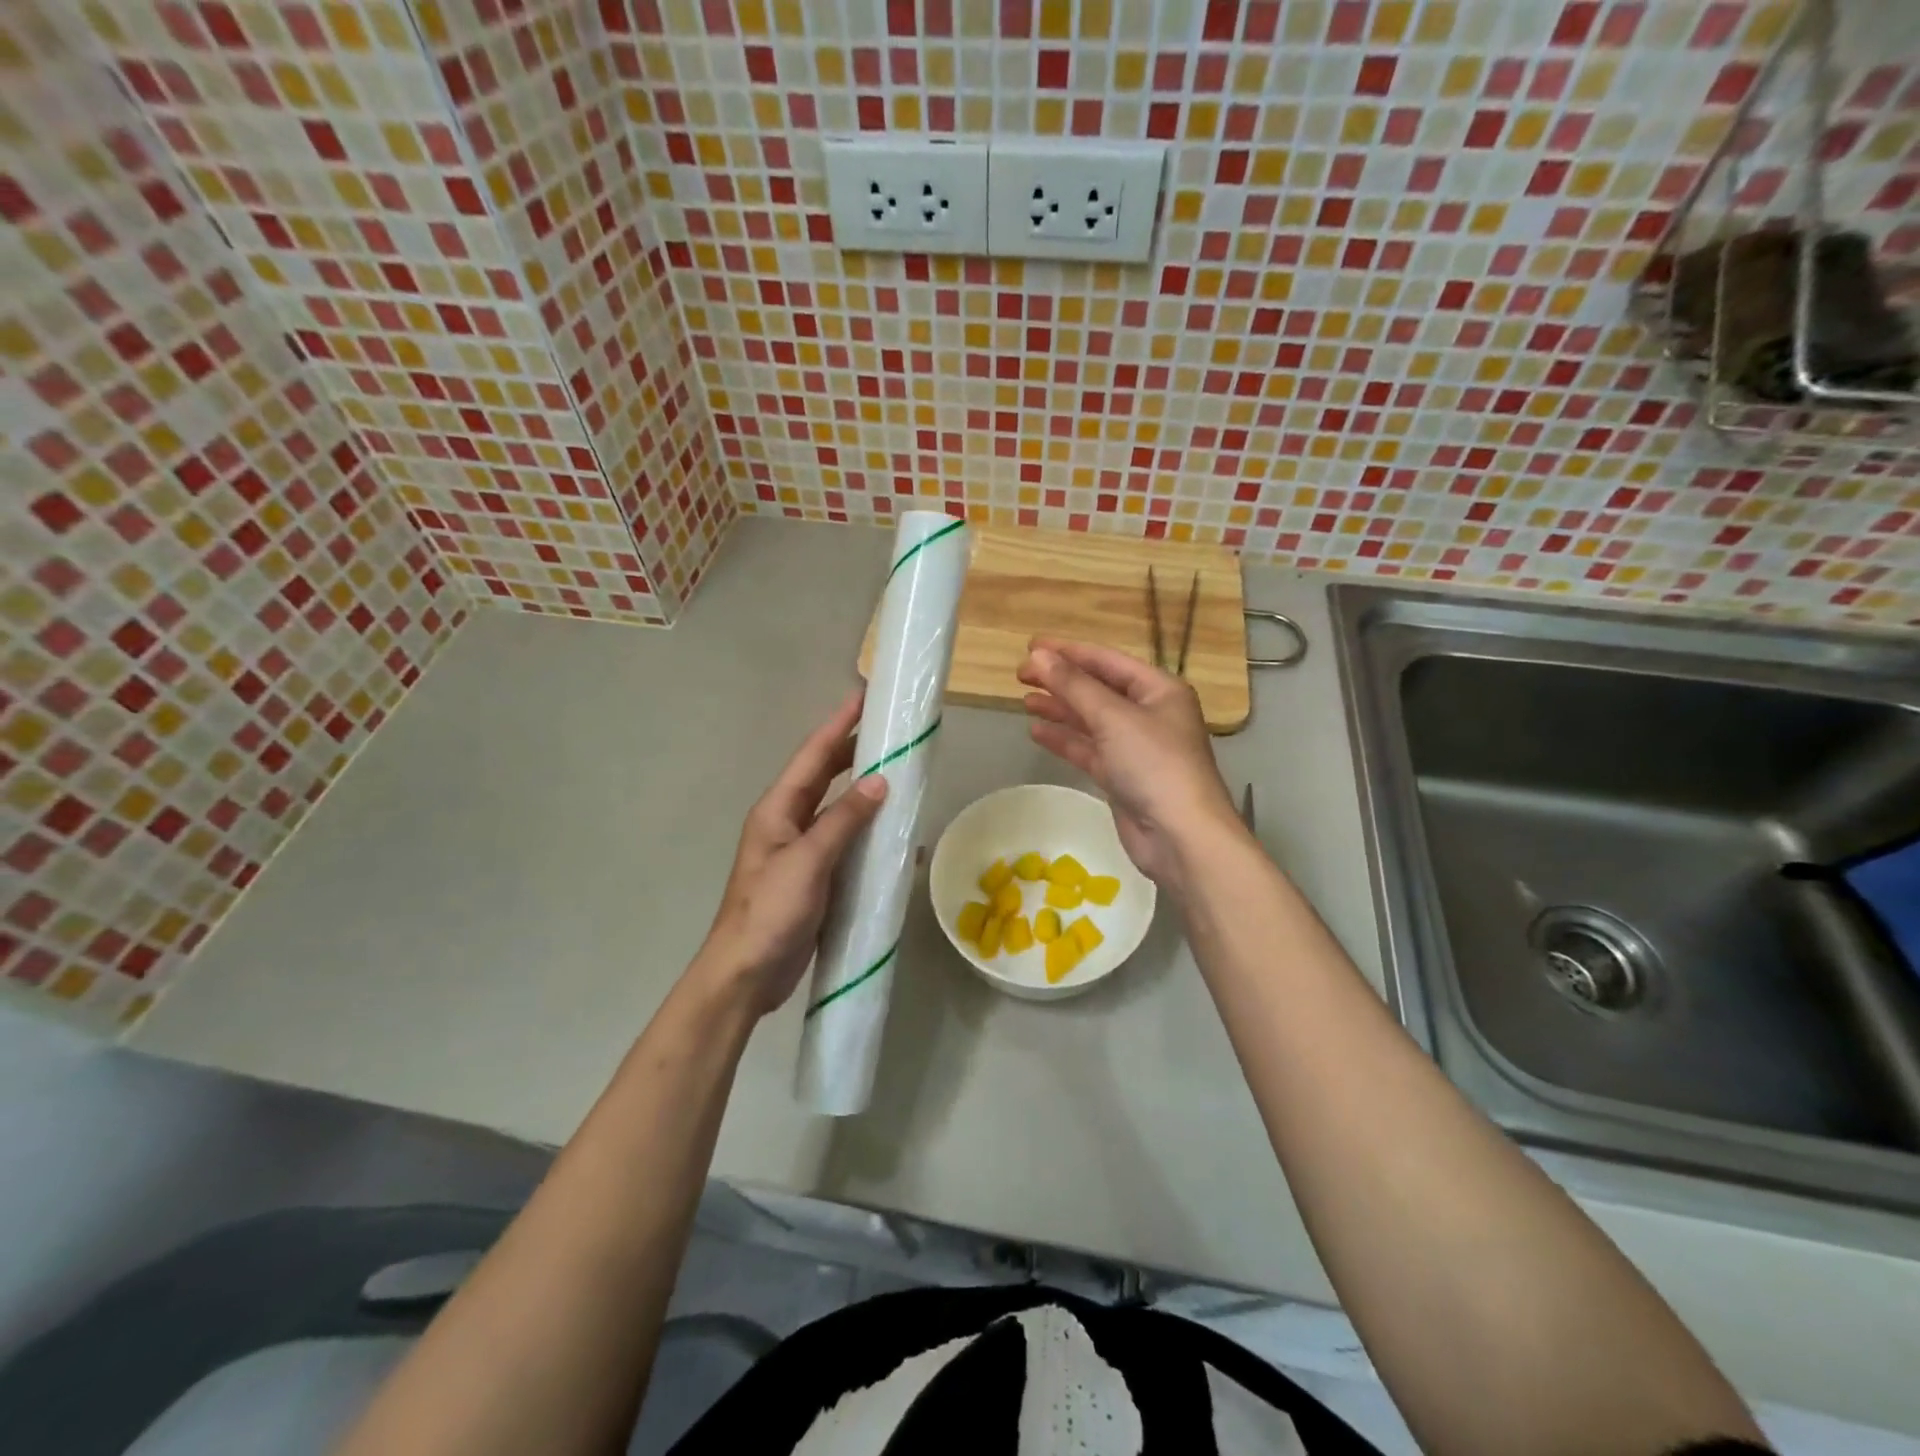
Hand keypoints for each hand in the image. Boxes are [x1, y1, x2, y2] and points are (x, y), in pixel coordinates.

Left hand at [697, 690, 887, 1016]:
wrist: (746, 974)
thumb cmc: (770, 911)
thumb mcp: (807, 860)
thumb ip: (843, 819)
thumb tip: (879, 780)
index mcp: (778, 810)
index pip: (812, 755)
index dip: (838, 725)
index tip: (863, 697)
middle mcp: (788, 823)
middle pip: (823, 776)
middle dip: (852, 751)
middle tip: (888, 731)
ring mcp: (801, 851)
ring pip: (837, 809)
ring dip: (863, 791)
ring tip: (898, 774)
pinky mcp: (815, 878)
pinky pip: (846, 844)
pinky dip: (868, 833)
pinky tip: (894, 836)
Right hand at [1018, 637, 1241, 889]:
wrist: (1180, 835)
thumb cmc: (1154, 764)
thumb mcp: (1112, 717)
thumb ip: (1073, 685)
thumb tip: (1038, 656)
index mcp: (1158, 690)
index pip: (1107, 661)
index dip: (1068, 652)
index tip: (1031, 647)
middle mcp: (1149, 714)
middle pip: (1097, 689)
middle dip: (1060, 680)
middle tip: (1020, 674)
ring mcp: (1135, 747)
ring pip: (1091, 720)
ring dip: (1060, 709)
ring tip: (1024, 700)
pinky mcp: (1122, 776)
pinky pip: (1089, 749)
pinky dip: (1065, 739)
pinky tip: (1037, 731)